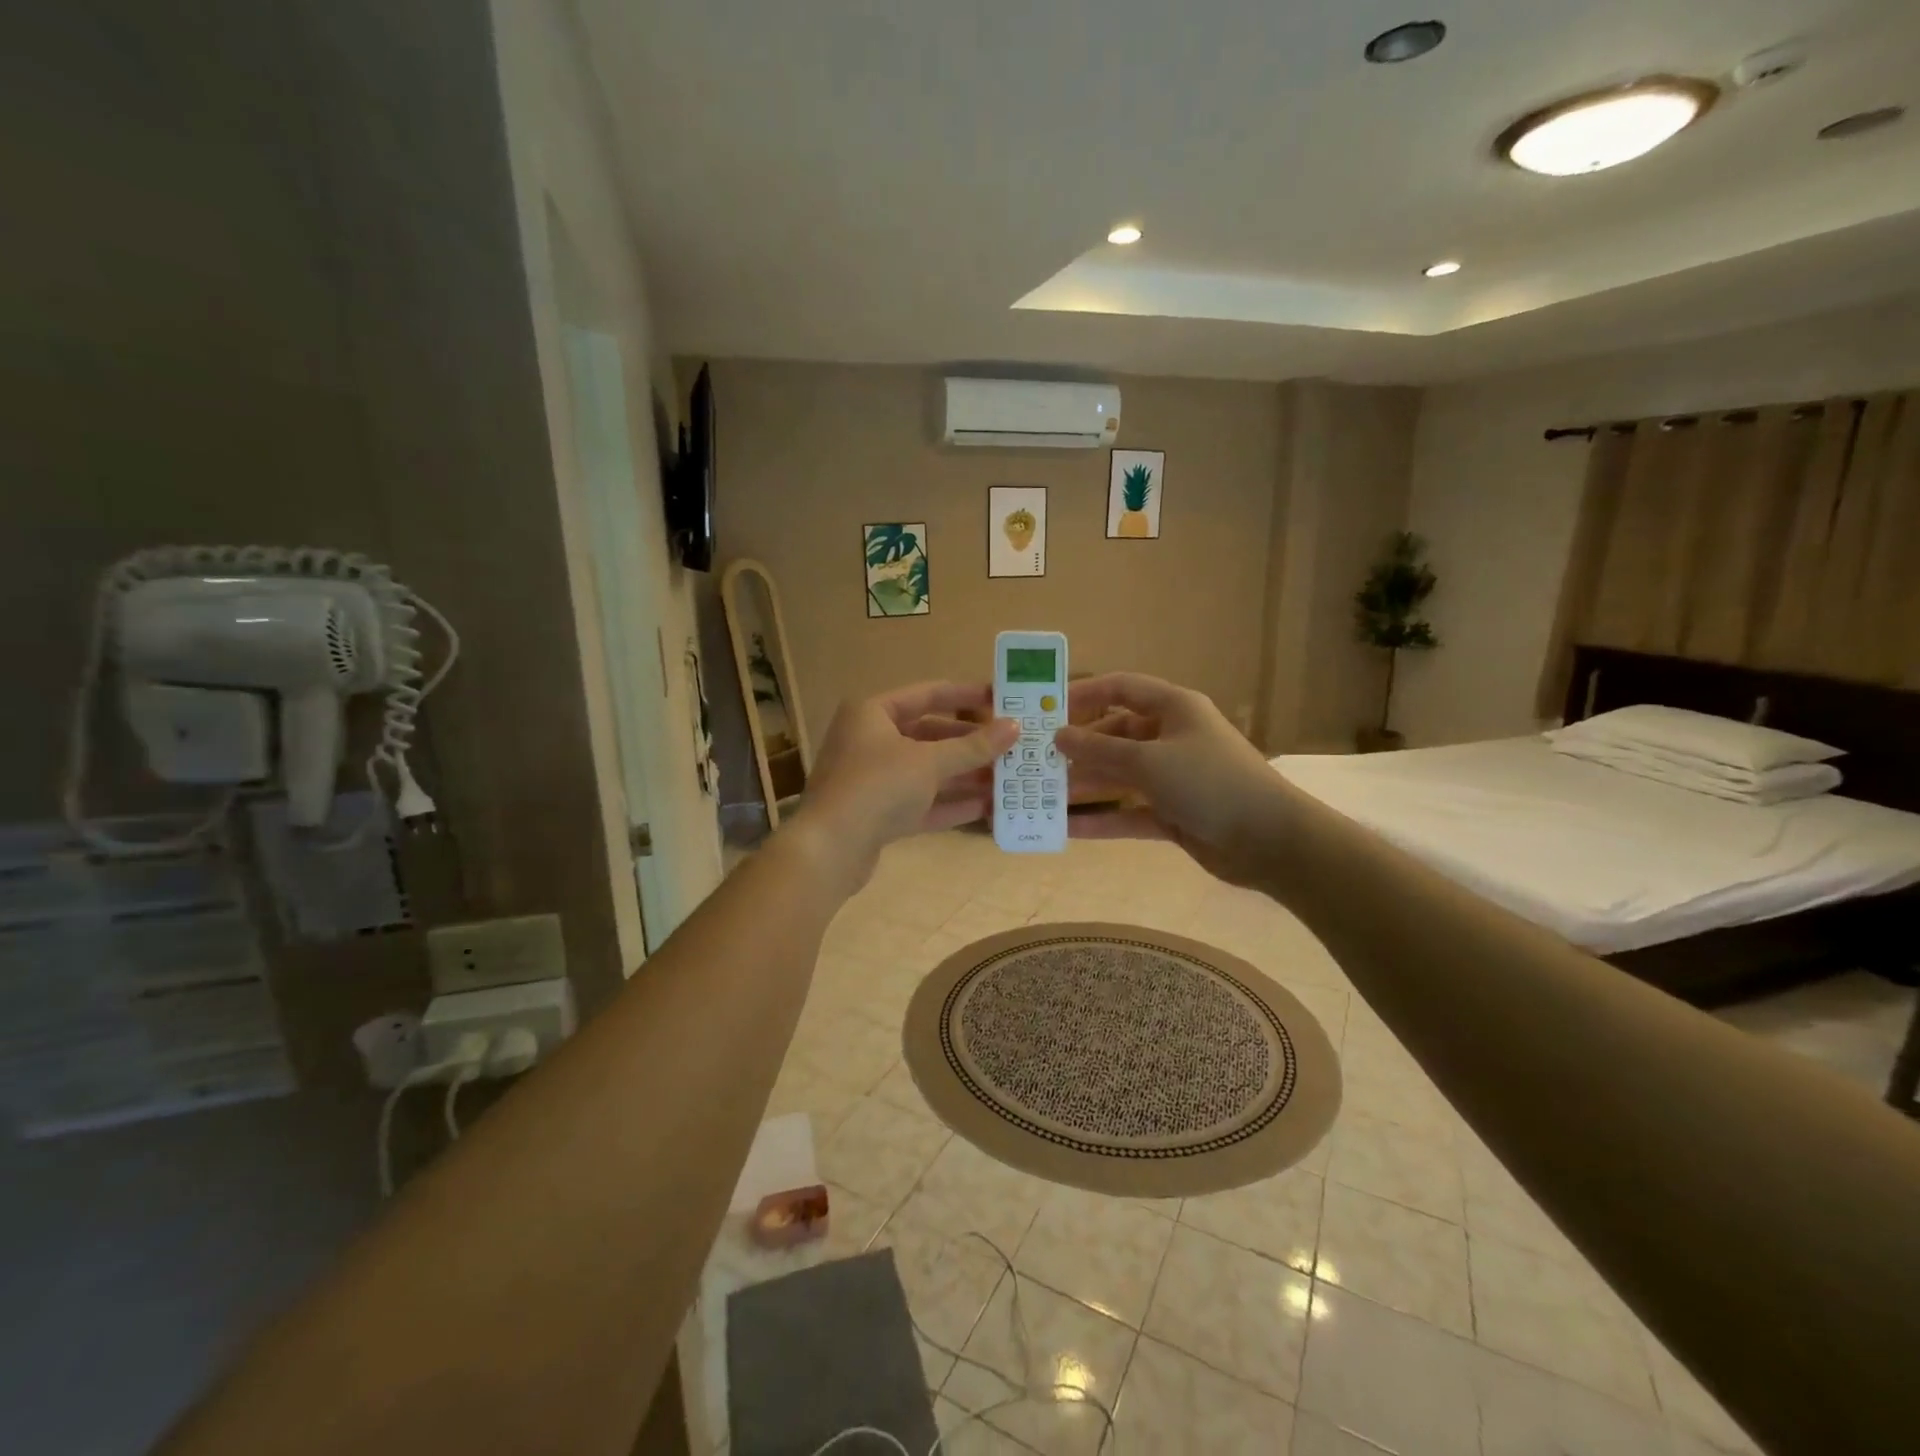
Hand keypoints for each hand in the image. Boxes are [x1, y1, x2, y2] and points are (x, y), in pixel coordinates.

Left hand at [793, 682, 1017, 889]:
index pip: (928, 694)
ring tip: (1008, 779)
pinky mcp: (878, 815)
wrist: (829, 850)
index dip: (967, 695)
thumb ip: (973, 746)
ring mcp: (873, 779)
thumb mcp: (929, 762)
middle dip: (971, 744)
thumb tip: (1014, 727)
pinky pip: (922, 802)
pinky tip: (988, 807)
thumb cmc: (877, 787)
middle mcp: (871, 740)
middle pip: (930, 735)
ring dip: (966, 776)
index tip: (1004, 700)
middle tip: (1012, 747)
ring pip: (928, 772)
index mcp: (873, 713)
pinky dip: (951, 803)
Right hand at [1055, 673, 1281, 885]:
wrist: (1270, 841)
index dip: (1085, 694)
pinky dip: (1103, 820)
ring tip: (1044, 795)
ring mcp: (1173, 777)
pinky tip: (1068, 830)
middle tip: (1038, 761)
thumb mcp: (1149, 761)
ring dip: (1086, 785)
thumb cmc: (1209, 782)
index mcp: (1174, 709)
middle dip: (1079, 748)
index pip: (1122, 689)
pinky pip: (1130, 811)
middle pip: (1116, 735)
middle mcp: (1172, 737)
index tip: (1048, 710)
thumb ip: (1099, 750)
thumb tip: (1058, 735)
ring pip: (1120, 775)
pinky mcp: (1174, 813)